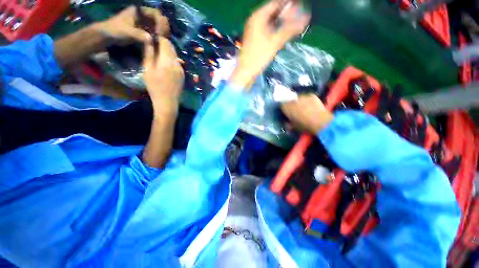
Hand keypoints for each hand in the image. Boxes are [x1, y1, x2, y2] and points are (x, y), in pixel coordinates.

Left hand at [94, 6, 169, 43]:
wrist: (108, 36)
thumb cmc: (115, 30)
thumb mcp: (126, 31)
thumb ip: (138, 34)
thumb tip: (151, 39)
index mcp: (139, 11)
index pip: (155, 13)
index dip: (160, 22)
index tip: (160, 32)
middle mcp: (143, 15)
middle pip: (159, 19)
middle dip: (163, 28)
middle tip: (164, 38)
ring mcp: (144, 23)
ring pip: (158, 26)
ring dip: (162, 33)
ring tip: (163, 41)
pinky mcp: (144, 30)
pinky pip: (155, 32)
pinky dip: (158, 37)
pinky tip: (159, 42)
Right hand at [143, 37, 183, 113]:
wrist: (167, 101)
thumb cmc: (154, 87)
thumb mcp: (148, 69)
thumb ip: (149, 53)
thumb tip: (149, 39)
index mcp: (168, 61)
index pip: (166, 42)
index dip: (159, 38)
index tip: (152, 39)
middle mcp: (177, 63)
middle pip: (172, 48)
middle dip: (164, 44)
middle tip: (154, 47)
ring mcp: (181, 69)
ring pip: (175, 55)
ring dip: (168, 52)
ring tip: (158, 56)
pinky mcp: (183, 74)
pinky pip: (177, 63)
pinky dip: (171, 60)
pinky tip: (165, 65)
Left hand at [230, 0, 309, 88]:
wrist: (246, 71)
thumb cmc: (259, 56)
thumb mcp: (276, 41)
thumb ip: (290, 29)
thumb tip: (306, 18)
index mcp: (258, 16)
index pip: (276, 3)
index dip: (289, 4)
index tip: (300, 8)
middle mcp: (255, 20)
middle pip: (273, 11)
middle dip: (286, 14)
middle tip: (298, 18)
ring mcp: (254, 29)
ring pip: (270, 21)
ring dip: (281, 22)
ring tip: (293, 26)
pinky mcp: (254, 38)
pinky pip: (267, 29)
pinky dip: (275, 29)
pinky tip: (282, 34)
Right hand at [281, 94, 333, 133]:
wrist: (320, 122)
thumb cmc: (304, 126)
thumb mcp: (293, 127)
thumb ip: (287, 123)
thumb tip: (286, 122)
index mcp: (286, 107)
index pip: (281, 105)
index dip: (283, 109)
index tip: (286, 113)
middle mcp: (292, 99)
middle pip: (289, 100)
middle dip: (290, 104)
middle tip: (294, 110)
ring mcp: (302, 96)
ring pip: (297, 98)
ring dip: (298, 102)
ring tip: (303, 107)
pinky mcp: (311, 95)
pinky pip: (306, 97)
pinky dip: (307, 100)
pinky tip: (310, 105)